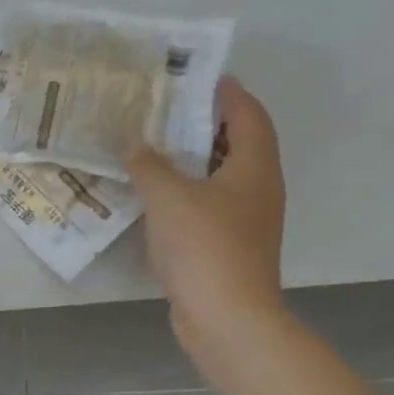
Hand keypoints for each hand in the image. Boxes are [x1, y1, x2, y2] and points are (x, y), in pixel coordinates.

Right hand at [128, 76, 286, 358]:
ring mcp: (244, 221)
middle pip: (235, 144)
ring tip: (152, 151)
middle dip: (203, 126)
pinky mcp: (227, 248)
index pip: (248, 114)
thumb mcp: (169, 198)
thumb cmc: (204, 247)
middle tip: (164, 113)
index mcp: (254, 166)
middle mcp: (257, 189)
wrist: (226, 316)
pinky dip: (184, 196)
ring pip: (219, 178)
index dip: (227, 93)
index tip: (198, 78)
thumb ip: (150, 167)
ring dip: (190, 163)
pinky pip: (206, 208)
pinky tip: (153, 200)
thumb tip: (136, 146)